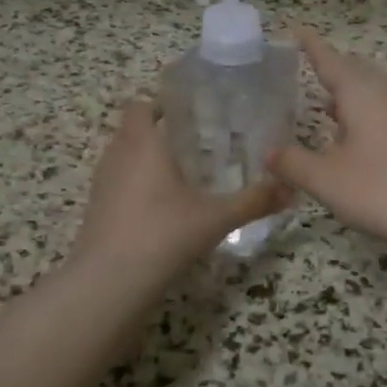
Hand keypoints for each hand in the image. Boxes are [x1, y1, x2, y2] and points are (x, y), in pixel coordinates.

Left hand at [70, 98, 290, 288]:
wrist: (109, 282)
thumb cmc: (163, 234)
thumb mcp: (216, 218)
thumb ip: (254, 201)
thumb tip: (291, 190)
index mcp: (143, 144)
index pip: (140, 106)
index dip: (158, 104)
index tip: (186, 113)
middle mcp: (117, 156)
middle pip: (131, 130)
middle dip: (156, 132)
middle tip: (192, 144)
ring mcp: (101, 184)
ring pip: (121, 157)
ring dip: (143, 160)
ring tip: (177, 175)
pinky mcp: (95, 210)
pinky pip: (115, 184)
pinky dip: (133, 186)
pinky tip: (158, 208)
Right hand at [268, 28, 386, 253]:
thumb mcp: (328, 180)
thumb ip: (294, 163)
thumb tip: (269, 152)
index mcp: (361, 91)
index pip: (328, 58)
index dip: (309, 44)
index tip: (295, 28)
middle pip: (353, 70)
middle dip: (329, 69)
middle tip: (303, 72)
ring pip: (372, 91)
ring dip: (348, 95)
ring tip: (325, 106)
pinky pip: (386, 110)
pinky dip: (364, 114)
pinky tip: (357, 138)